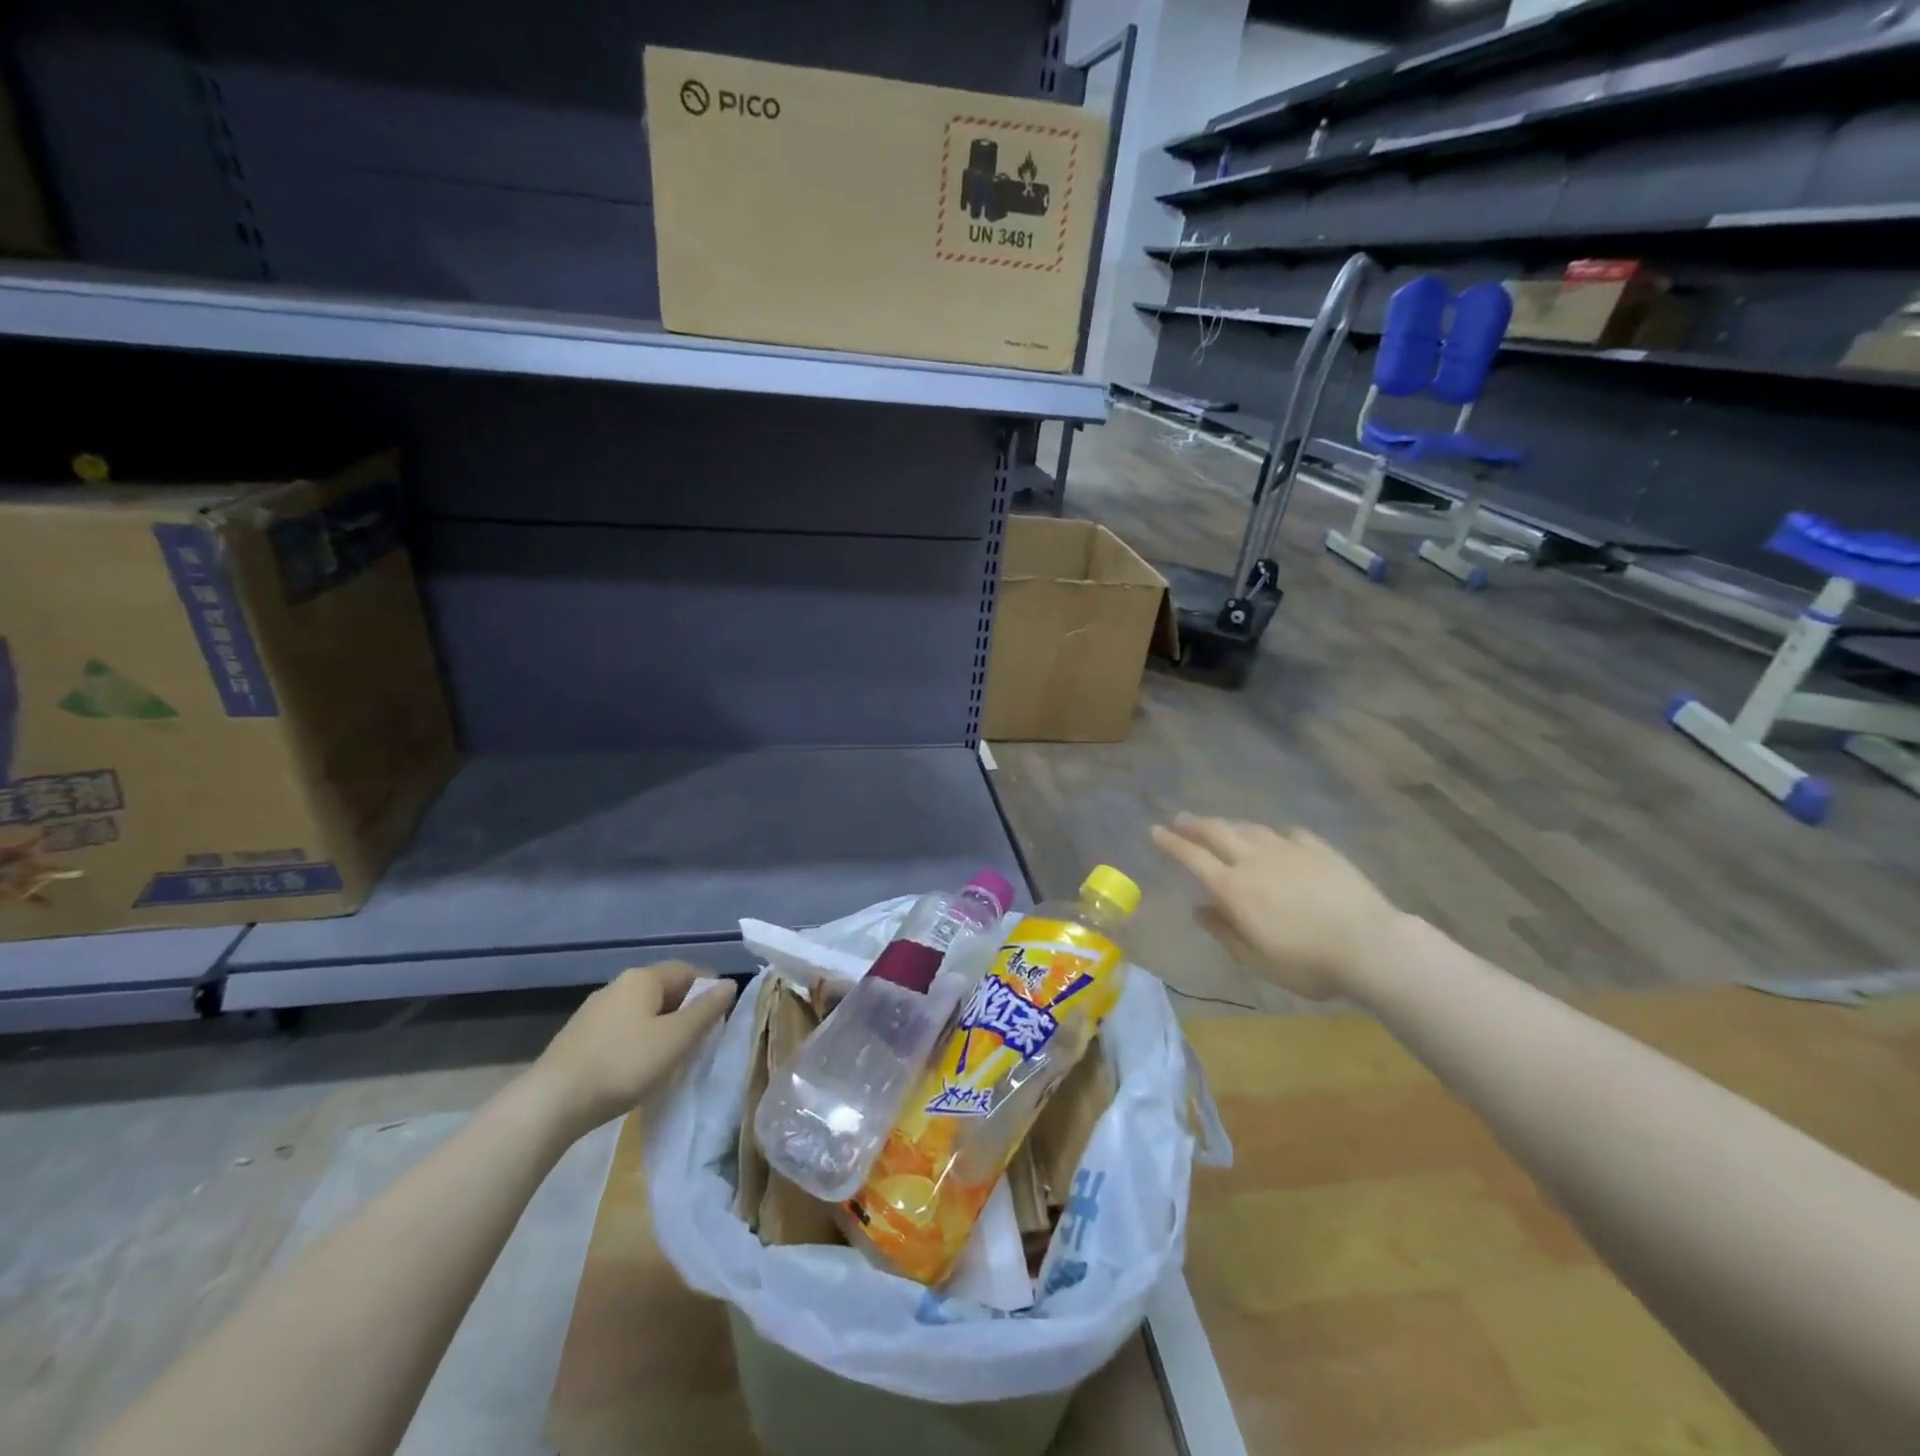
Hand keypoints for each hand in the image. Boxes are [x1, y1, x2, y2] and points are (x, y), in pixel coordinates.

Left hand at [523, 963, 737, 1140]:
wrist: (551, 1103)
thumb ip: (706, 1010)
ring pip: (641, 1011)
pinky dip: (637, 1042)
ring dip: (661, 1029)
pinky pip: (621, 1030)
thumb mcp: (675, 1039)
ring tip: (671, 1059)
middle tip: (698, 1042)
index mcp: (642, 978)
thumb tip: (730, 984)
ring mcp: (594, 1011)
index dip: (708, 990)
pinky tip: (637, 1069)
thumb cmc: (623, 1064)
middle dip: (685, 1012)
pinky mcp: (579, 1038)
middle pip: (664, 990)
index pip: (687, 970)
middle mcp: (617, 986)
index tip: (718, 1021)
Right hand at [1151, 814, 1403, 1000]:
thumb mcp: (1257, 960)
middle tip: (1180, 819)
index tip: (1154, 831)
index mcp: (1233, 888)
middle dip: (1194, 824)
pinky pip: (1288, 833)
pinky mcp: (1319, 849)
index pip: (1192, 857)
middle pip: (1216, 832)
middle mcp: (1254, 860)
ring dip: (1229, 825)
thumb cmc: (1308, 963)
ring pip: (1250, 828)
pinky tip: (1277, 838)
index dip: (1171, 843)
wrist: (1372, 945)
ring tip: (1221, 825)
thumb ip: (1225, 932)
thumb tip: (1200, 909)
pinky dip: (1273, 834)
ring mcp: (1288, 850)